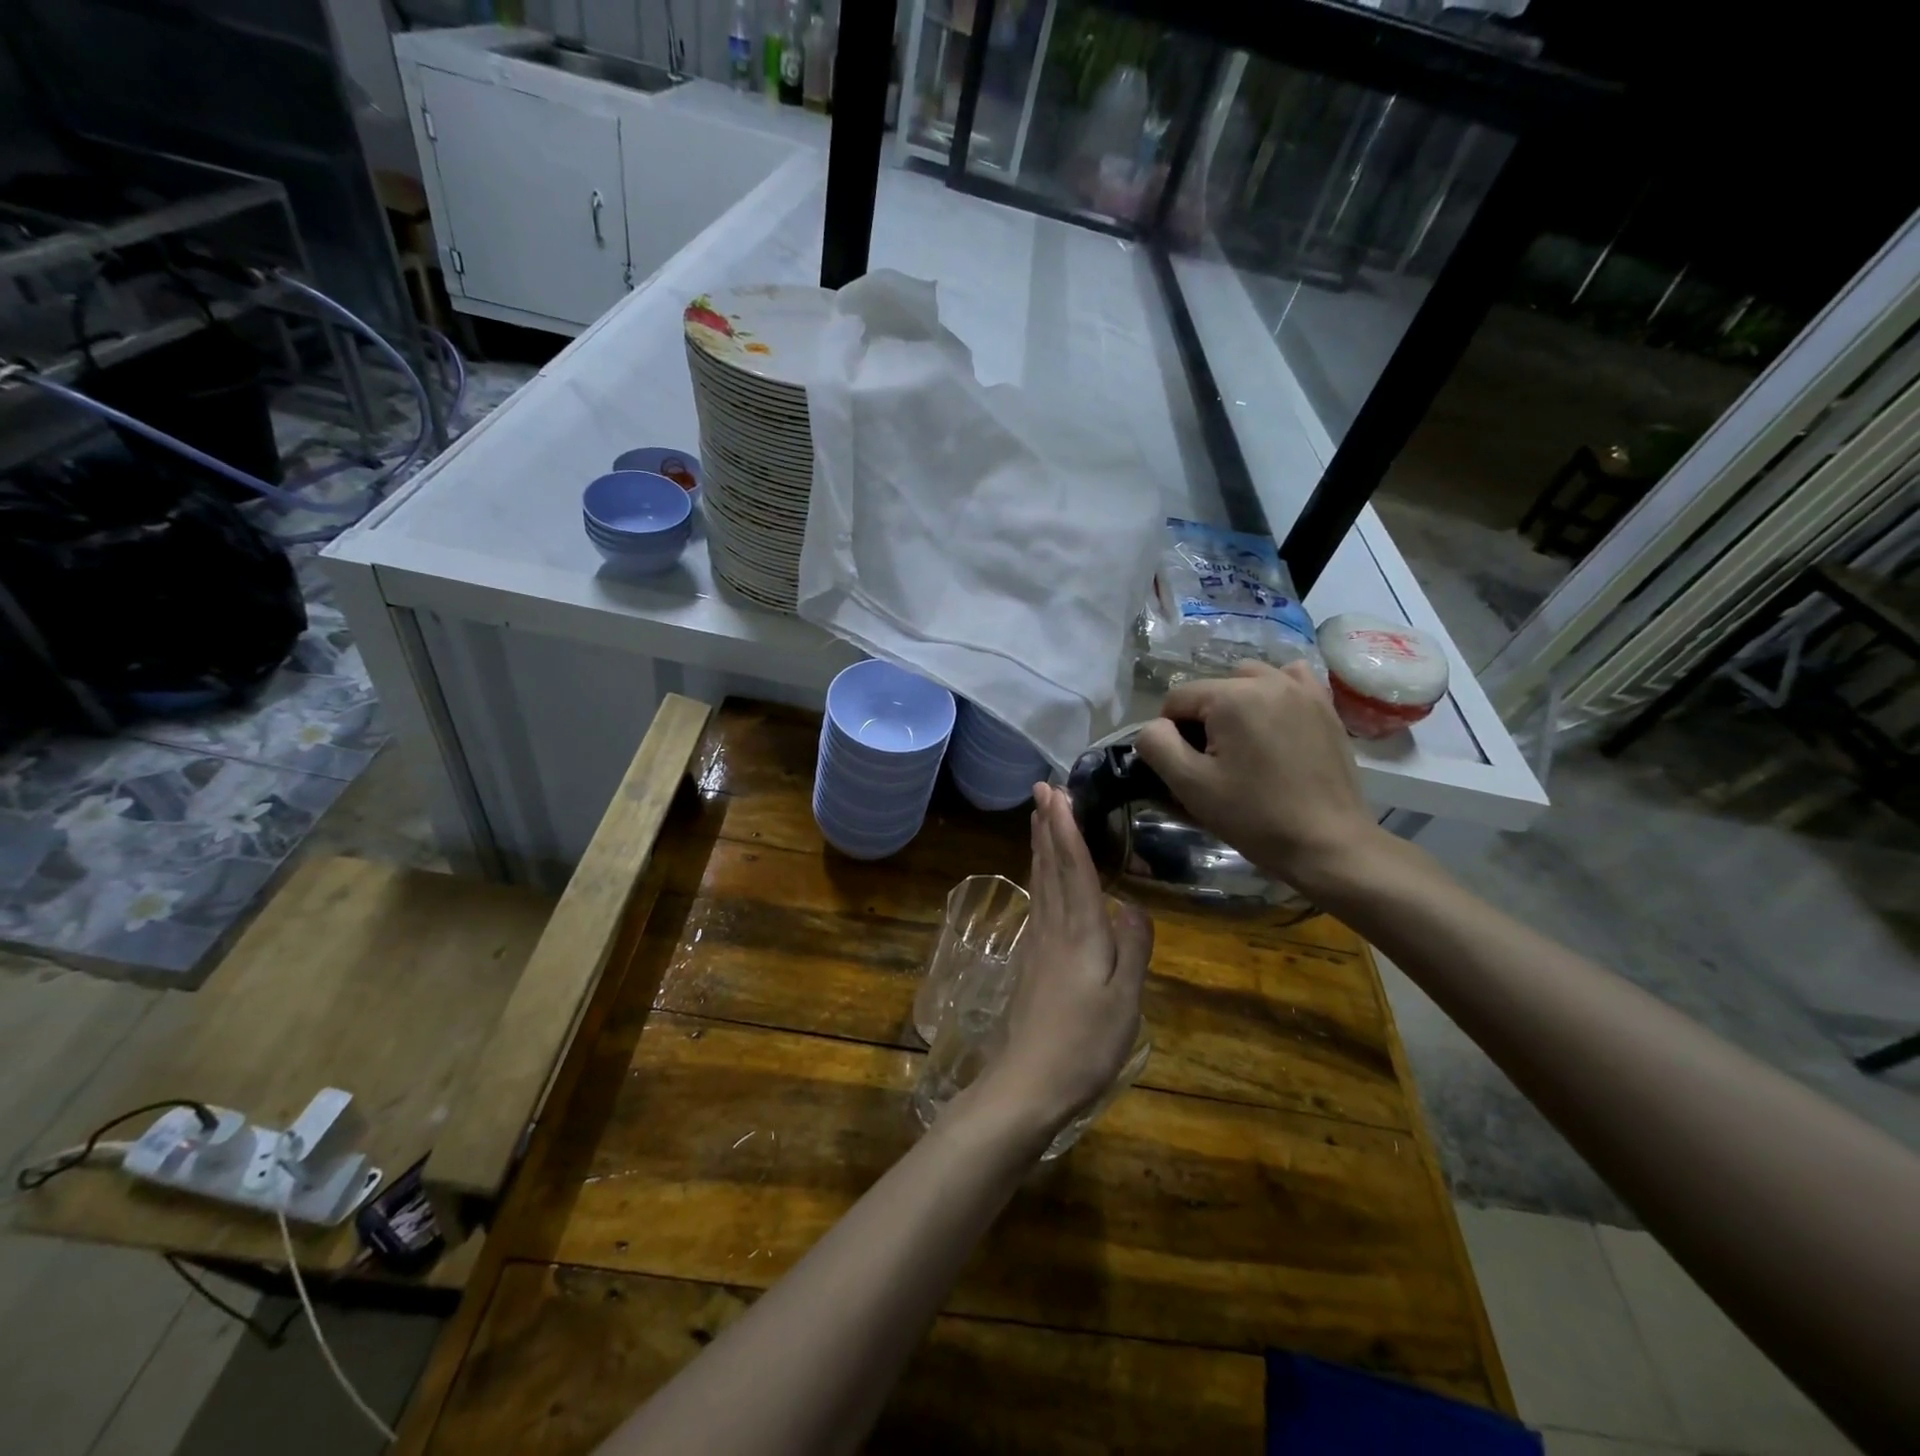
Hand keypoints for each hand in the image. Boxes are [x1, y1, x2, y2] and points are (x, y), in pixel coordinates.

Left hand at [965, 784, 1152, 1138]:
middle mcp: (1054, 927)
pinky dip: (1038, 876)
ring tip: (1039, 818)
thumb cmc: (1085, 1044)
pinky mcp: (1031, 961)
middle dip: (1047, 825)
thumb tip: (1133, 906)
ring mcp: (1038, 944)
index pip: (1074, 867)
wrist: (1029, 1083)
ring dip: (1039, 845)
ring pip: (1040, 882)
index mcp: (1081, 931)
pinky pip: (1037, 902)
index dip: (1066, 827)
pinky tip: (1039, 877)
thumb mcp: (1125, 1000)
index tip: (1056, 792)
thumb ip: (1134, 949)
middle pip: (1050, 866)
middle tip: (1041, 789)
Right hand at [1134, 661, 1381, 898]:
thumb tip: (1154, 727)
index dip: (1170, 733)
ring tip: (1243, 743)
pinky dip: (1273, 694)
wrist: (1328, 843)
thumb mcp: (1190, 785)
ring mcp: (1302, 690)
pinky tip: (1274, 722)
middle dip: (1204, 719)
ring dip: (1236, 703)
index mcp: (1232, 696)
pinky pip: (1289, 681)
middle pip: (1212, 688)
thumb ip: (1156, 745)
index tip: (1186, 767)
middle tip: (1214, 762)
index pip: (1177, 698)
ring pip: (1249, 680)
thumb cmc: (1253, 816)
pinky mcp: (1325, 707)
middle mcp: (1268, 680)